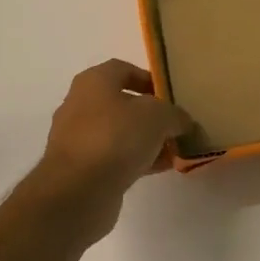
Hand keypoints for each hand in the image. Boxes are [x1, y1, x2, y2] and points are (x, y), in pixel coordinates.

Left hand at [38, 59, 192, 198]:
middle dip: (151, 114)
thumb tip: (182, 122)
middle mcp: (80, 105)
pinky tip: (160, 168)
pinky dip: (136, 160)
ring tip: (174, 150)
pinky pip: (114, 157)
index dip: (149, 79)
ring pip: (119, 132)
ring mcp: (77, 138)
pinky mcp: (80, 168)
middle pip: (121, 103)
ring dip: (146, 140)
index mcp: (93, 81)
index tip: (172, 96)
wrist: (77, 191)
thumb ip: (175, 115)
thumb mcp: (158, 116)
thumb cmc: (116, 137)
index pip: (123, 69)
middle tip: (176, 125)